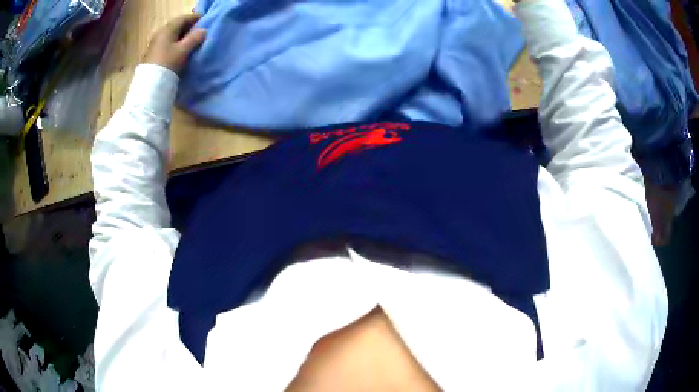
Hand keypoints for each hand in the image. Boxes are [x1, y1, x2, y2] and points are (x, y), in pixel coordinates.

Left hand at [143, 14, 206, 73]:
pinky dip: (176, 43)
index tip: (206, 21)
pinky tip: (181, 49)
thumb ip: (195, 38)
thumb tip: (204, 30)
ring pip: (172, 35)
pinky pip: (167, 43)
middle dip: (189, 27)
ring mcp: (155, 43)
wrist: (150, 84)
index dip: (196, 18)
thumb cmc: (168, 63)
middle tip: (200, 32)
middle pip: (177, 26)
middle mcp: (160, 33)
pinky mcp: (153, 53)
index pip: (184, 18)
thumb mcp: (184, 50)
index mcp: (168, 29)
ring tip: (192, 42)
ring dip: (182, 36)